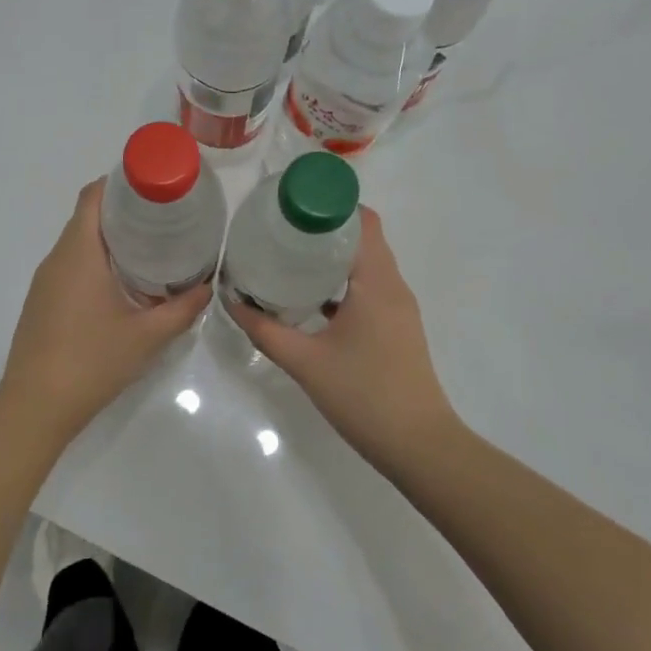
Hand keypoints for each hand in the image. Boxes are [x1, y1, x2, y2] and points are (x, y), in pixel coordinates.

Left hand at [0, 179, 210, 436]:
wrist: (36, 406)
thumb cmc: (92, 361)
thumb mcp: (148, 336)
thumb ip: (182, 308)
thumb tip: (208, 286)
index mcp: (79, 253)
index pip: (93, 196)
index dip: (120, 181)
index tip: (153, 185)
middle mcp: (57, 259)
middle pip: (86, 216)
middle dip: (123, 210)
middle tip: (163, 216)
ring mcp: (45, 281)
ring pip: (77, 243)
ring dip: (109, 238)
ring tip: (149, 246)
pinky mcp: (41, 302)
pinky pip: (70, 266)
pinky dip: (95, 261)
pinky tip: (121, 283)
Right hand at [230, 207, 462, 476]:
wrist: (419, 446)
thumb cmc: (364, 396)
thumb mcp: (304, 362)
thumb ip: (264, 329)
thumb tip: (231, 301)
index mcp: (376, 282)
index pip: (362, 221)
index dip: (331, 204)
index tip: (293, 204)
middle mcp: (392, 286)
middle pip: (364, 237)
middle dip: (324, 227)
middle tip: (281, 229)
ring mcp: (398, 308)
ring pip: (366, 264)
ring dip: (333, 255)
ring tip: (290, 257)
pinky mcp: (396, 328)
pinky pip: (368, 288)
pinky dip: (342, 282)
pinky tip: (311, 297)